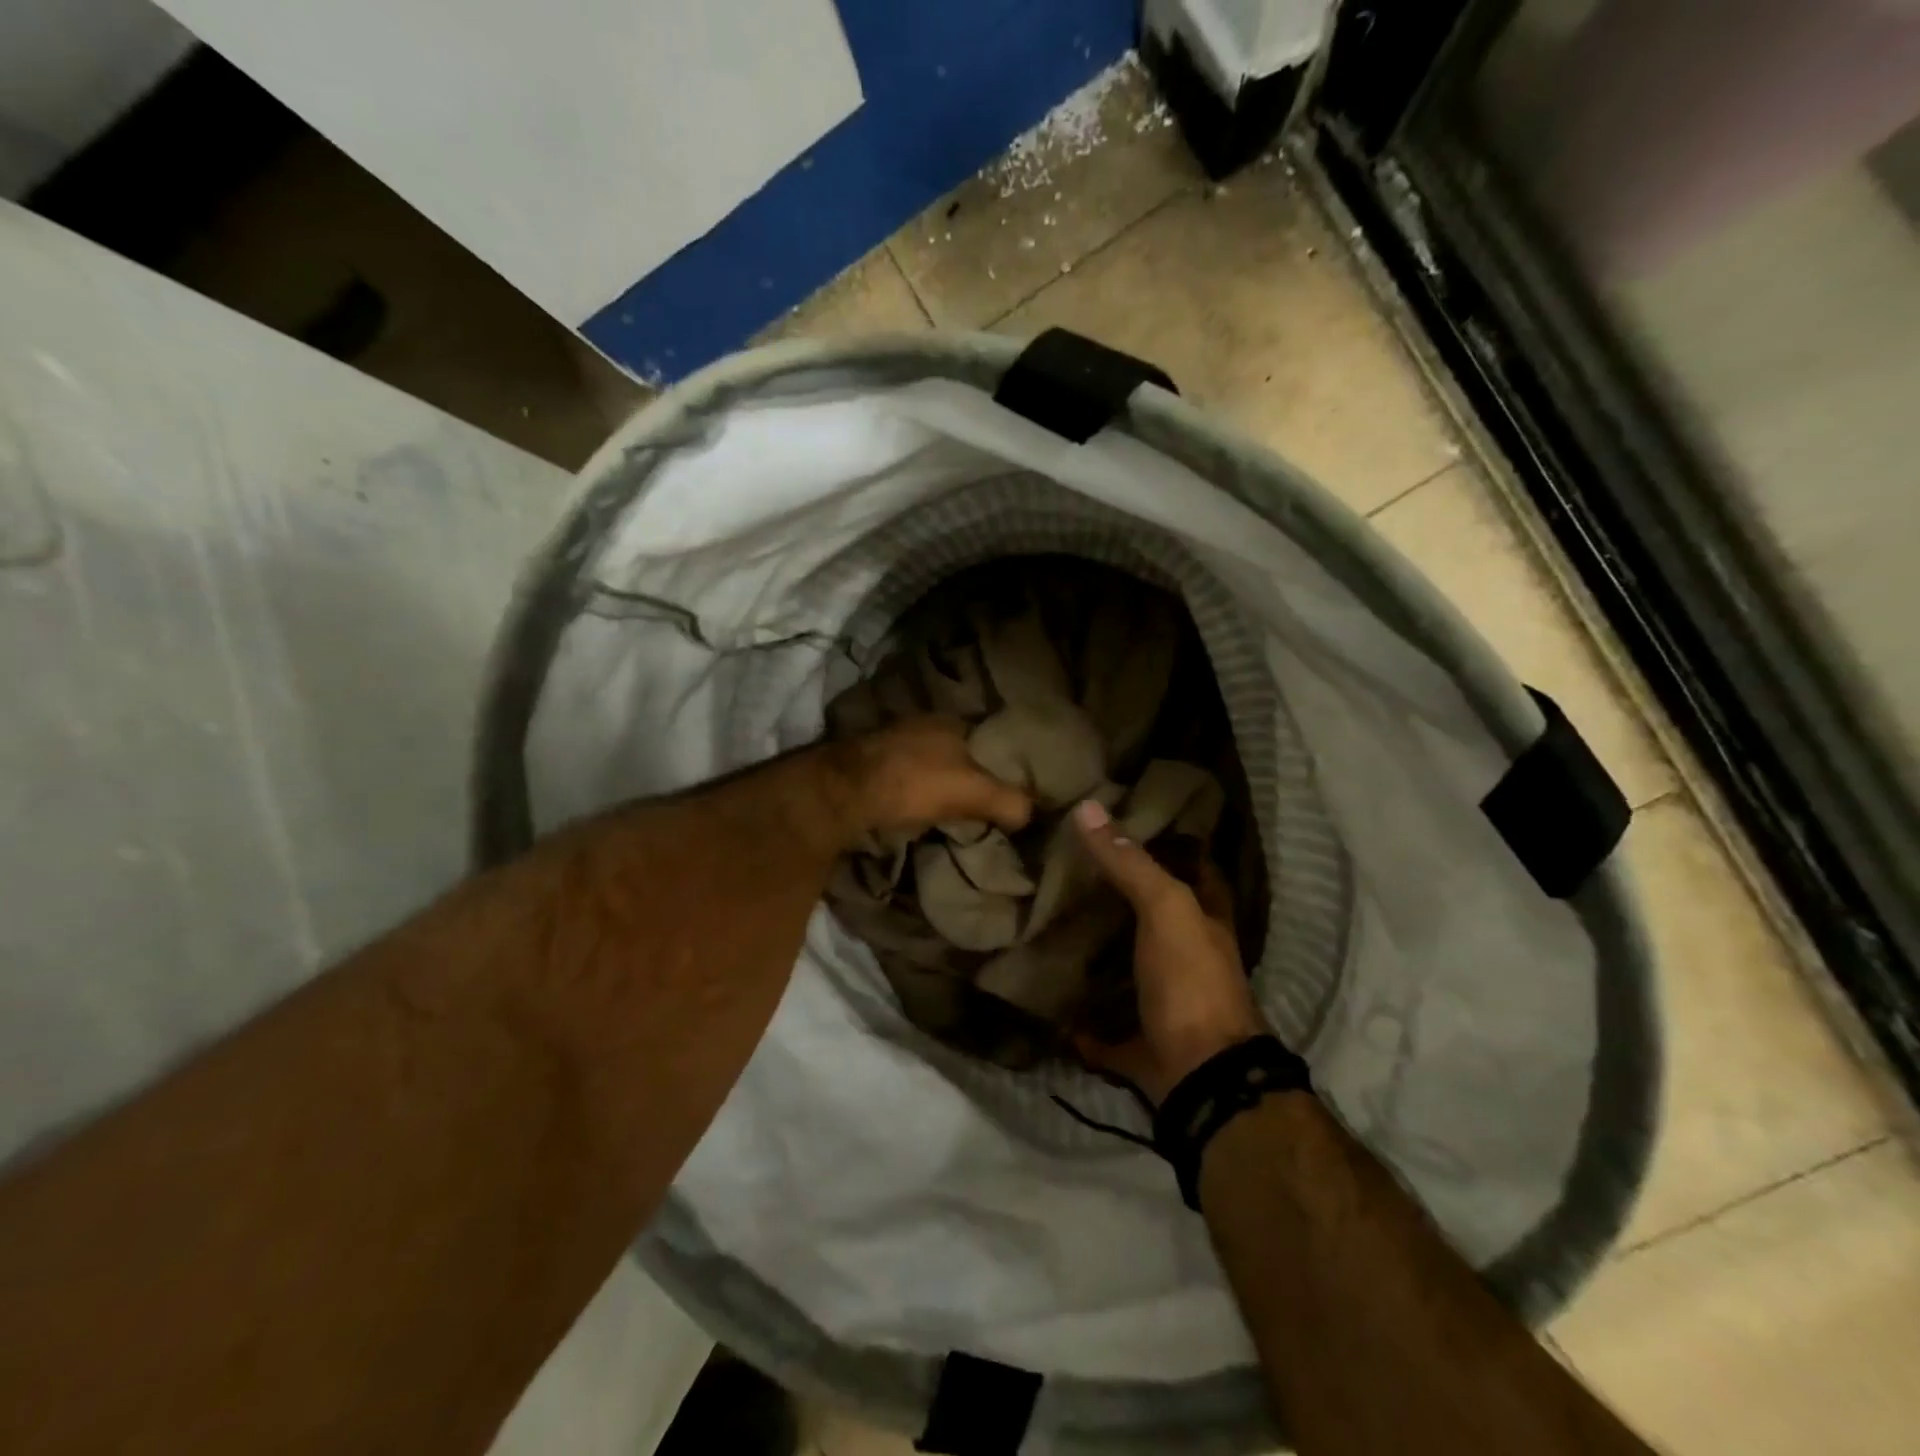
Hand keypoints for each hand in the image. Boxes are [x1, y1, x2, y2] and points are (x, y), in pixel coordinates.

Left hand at [829, 717, 1031, 847]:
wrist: (847, 792)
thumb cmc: (917, 783)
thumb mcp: (975, 792)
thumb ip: (1009, 801)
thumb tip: (1030, 814)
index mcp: (951, 721)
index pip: (986, 738)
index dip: (998, 763)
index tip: (1005, 788)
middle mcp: (921, 723)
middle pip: (955, 751)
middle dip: (966, 772)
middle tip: (979, 804)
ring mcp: (891, 740)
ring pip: (927, 762)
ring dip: (936, 783)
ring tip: (949, 811)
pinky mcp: (868, 762)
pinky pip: (902, 776)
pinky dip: (912, 791)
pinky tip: (914, 809)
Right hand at [1070, 799, 1265, 1102]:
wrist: (1200, 1076)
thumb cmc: (1190, 980)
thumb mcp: (1166, 908)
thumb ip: (1130, 862)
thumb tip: (1087, 807)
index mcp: (1204, 923)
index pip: (1193, 870)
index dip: (1171, 845)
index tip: (1126, 823)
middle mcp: (1188, 959)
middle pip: (1153, 920)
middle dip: (1120, 899)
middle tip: (1069, 870)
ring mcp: (1164, 1005)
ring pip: (1128, 971)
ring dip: (1099, 957)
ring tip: (1049, 925)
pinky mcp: (1139, 1045)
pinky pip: (1103, 1030)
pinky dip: (1079, 1024)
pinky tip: (1047, 1002)